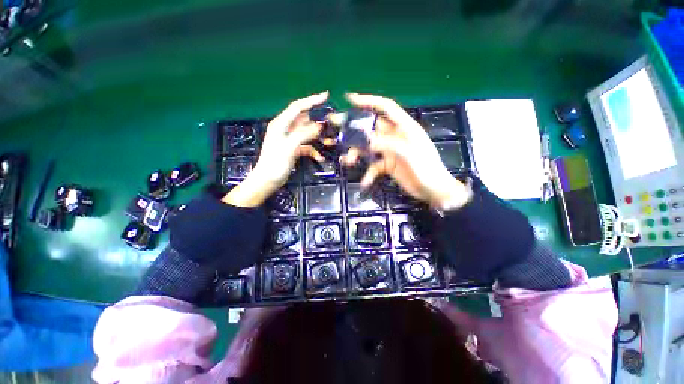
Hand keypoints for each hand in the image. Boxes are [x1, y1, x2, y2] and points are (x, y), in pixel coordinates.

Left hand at [224, 91, 328, 206]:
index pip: (298, 107)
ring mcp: (290, 140)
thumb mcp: (289, 148)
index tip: (326, 96)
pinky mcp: (294, 149)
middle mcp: (285, 129)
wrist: (268, 181)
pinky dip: (314, 149)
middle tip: (331, 126)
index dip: (311, 100)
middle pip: (305, 120)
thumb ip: (303, 135)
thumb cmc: (275, 164)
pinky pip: (307, 145)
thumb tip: (319, 126)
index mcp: (281, 124)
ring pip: (308, 133)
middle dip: (318, 123)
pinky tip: (320, 157)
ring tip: (329, 143)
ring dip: (318, 138)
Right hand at [341, 93, 470, 209]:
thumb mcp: (407, 153)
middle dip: (354, 129)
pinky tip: (365, 182)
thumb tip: (364, 138)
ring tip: (347, 161)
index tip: (350, 98)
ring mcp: (390, 152)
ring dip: (357, 154)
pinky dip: (368, 174)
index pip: (386, 108)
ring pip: (369, 148)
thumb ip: (386, 144)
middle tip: (336, 127)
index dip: (369, 101)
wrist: (433, 191)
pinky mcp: (388, 165)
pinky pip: (374, 166)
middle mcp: (395, 137)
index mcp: (404, 128)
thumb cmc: (426, 169)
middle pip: (371, 129)